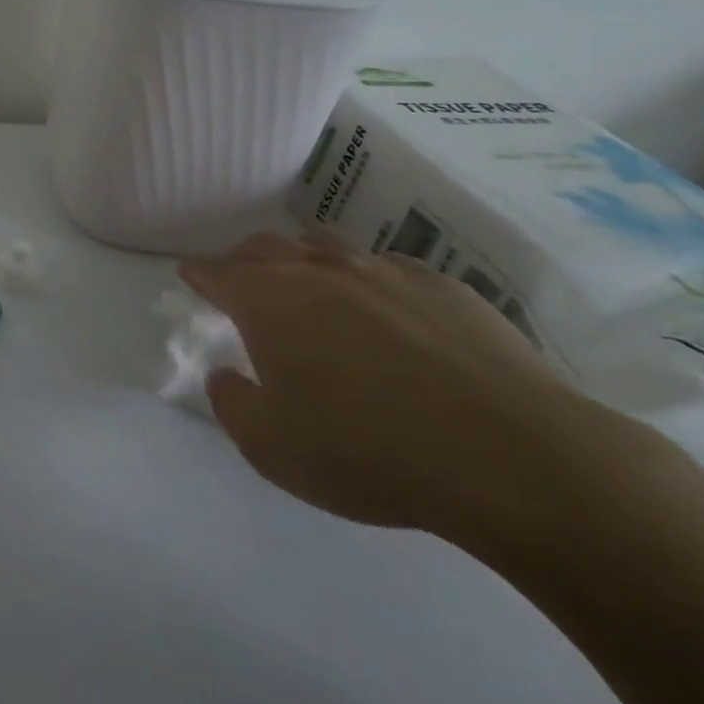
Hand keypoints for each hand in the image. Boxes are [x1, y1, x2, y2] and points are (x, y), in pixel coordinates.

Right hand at [180, 234, 619, 546]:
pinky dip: (369, 281)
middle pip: (265, 246)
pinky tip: (389, 316)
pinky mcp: (442, 285)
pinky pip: (387, 268)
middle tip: (246, 286)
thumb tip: (226, 374)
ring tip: (313, 291)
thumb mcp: (271, 448)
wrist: (511, 457)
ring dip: (305, 261)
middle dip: (246, 261)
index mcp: (267, 300)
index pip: (216, 272)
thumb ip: (232, 404)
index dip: (199, 275)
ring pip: (325, 246)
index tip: (192, 279)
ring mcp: (382, 271)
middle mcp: (317, 270)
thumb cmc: (368, 451)